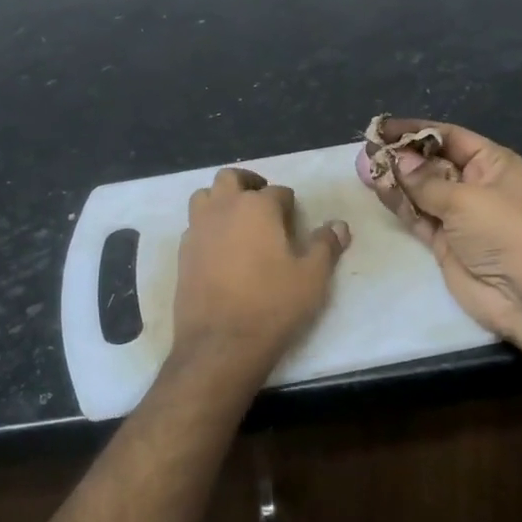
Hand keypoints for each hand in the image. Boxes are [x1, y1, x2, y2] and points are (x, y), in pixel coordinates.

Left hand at [170, 167, 349, 384]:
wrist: (221, 343)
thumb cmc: (272, 304)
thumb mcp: (313, 277)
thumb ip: (326, 245)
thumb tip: (339, 225)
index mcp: (257, 207)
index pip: (277, 191)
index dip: (289, 204)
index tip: (295, 219)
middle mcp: (223, 208)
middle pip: (231, 178)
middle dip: (248, 184)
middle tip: (263, 203)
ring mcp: (198, 229)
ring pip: (205, 196)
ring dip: (221, 199)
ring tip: (237, 219)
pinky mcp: (183, 253)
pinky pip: (194, 226)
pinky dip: (207, 226)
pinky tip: (219, 248)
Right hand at [360, 119, 521, 350]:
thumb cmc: (505, 231)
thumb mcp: (465, 199)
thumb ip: (426, 181)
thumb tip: (398, 160)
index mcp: (493, 164)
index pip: (450, 137)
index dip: (417, 131)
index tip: (383, 127)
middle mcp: (476, 185)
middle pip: (433, 163)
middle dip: (403, 156)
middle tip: (368, 150)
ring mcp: (460, 216)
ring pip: (422, 191)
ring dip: (397, 180)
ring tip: (365, 168)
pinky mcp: (445, 243)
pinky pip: (418, 217)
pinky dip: (400, 205)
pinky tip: (379, 190)